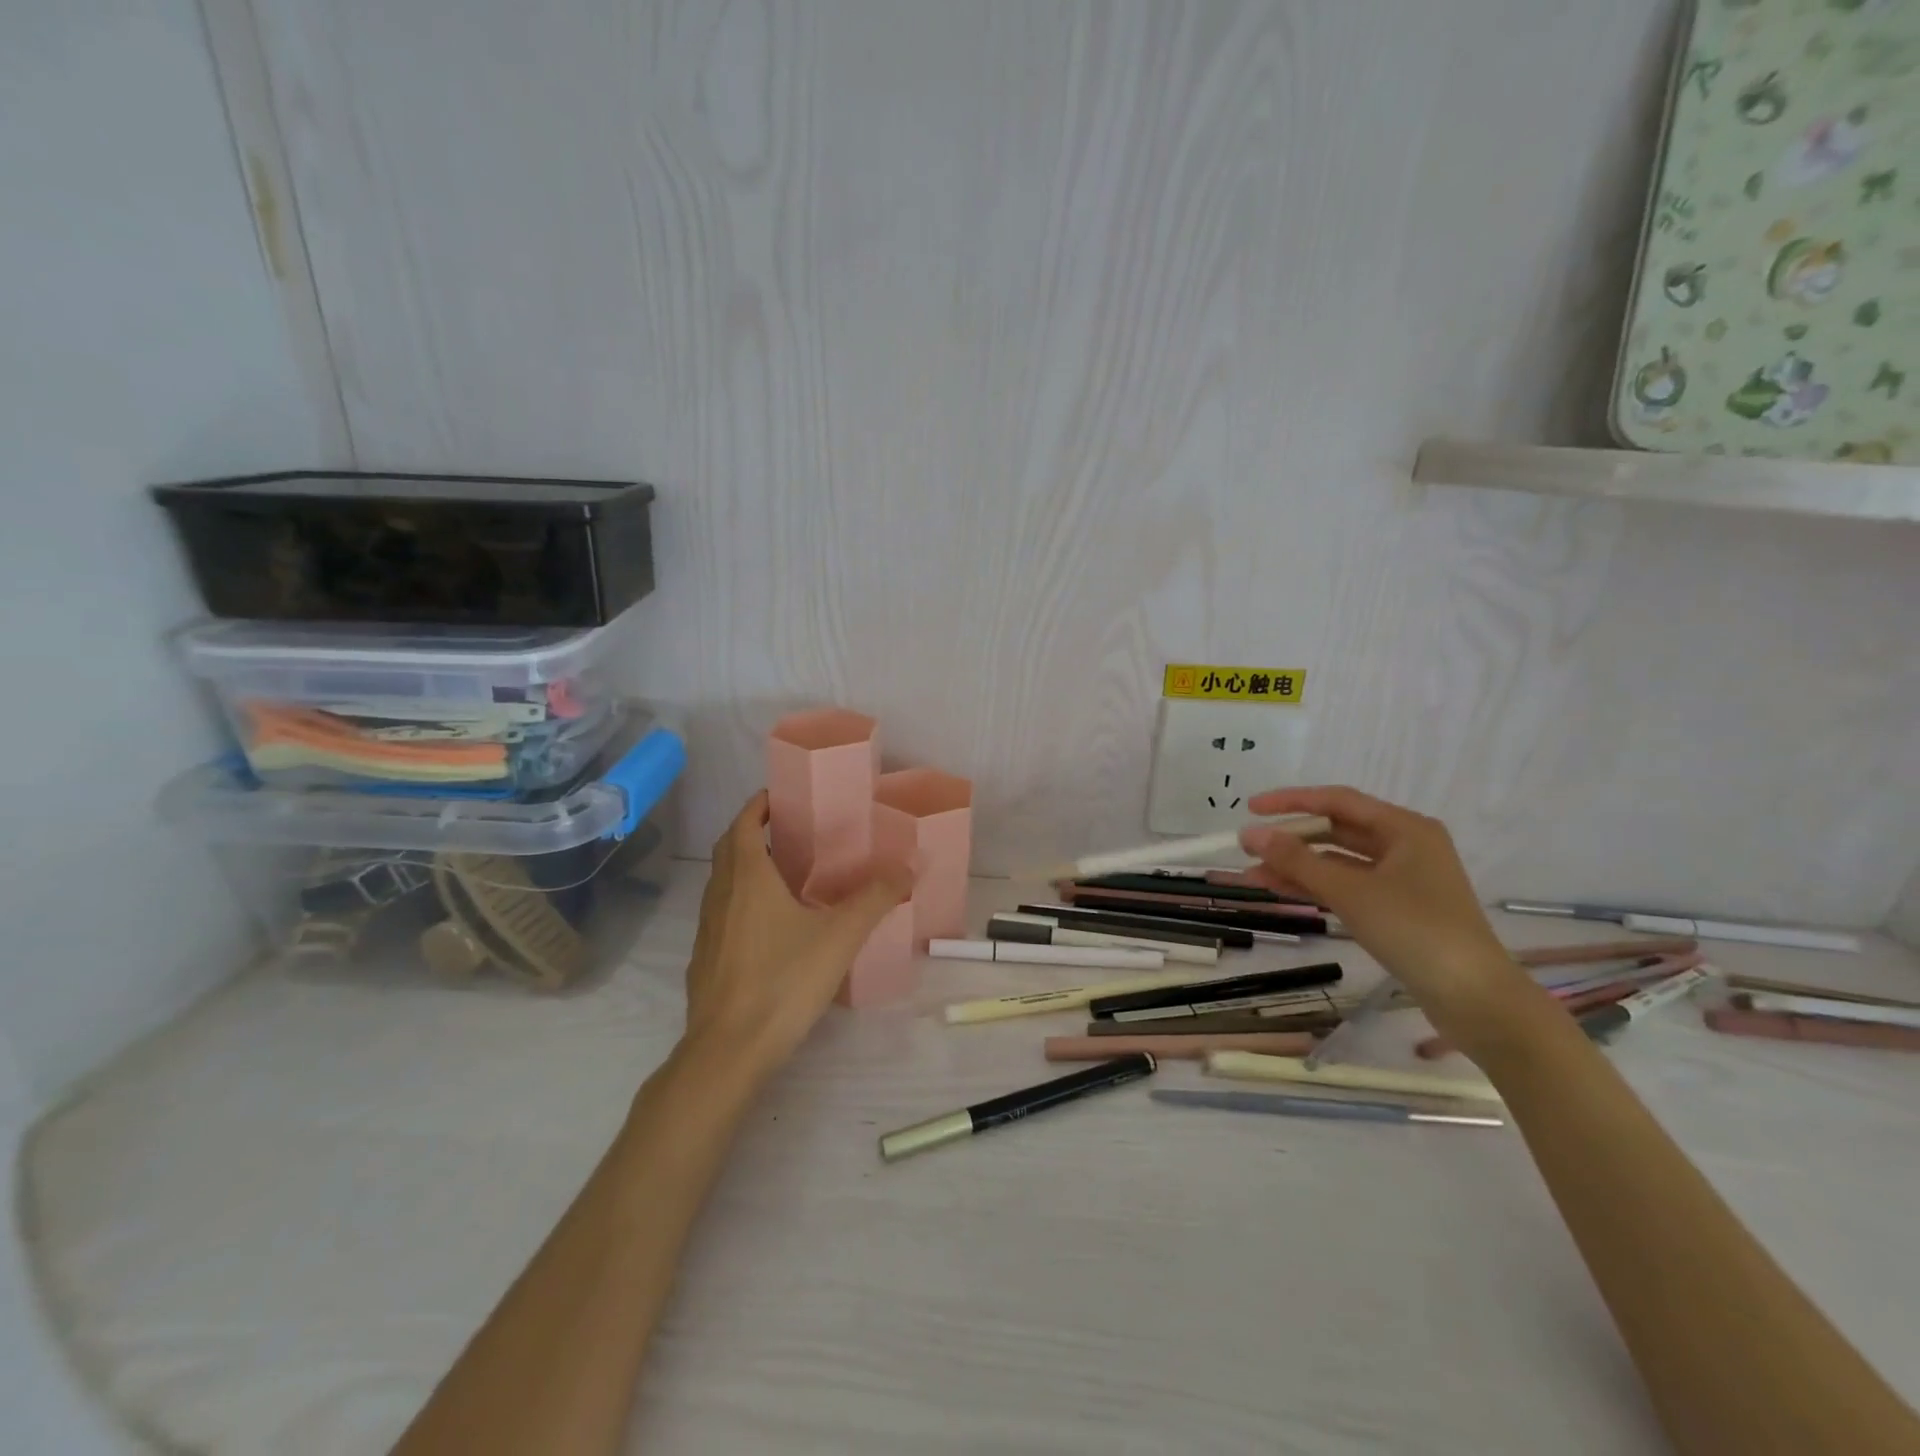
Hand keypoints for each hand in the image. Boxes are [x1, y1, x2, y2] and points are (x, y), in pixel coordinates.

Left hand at [681, 792, 911, 1078]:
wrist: (729, 1050)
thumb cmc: (783, 980)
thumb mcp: (840, 937)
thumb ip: (874, 899)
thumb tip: (906, 870)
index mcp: (747, 877)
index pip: (744, 823)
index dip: (759, 804)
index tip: (782, 796)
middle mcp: (720, 894)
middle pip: (730, 848)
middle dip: (755, 832)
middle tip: (792, 832)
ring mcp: (708, 928)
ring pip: (724, 882)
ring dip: (747, 867)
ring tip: (787, 875)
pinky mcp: (705, 958)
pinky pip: (723, 913)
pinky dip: (742, 902)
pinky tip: (771, 927)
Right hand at [1238, 786, 1525, 1032]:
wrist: (1475, 1000)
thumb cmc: (1416, 931)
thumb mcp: (1350, 892)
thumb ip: (1297, 861)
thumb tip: (1250, 834)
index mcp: (1405, 828)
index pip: (1337, 801)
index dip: (1290, 801)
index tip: (1251, 808)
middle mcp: (1406, 846)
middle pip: (1337, 831)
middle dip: (1291, 840)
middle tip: (1248, 848)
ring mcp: (1403, 879)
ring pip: (1339, 862)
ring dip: (1298, 867)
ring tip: (1253, 876)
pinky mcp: (1398, 909)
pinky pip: (1347, 886)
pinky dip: (1316, 887)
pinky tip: (1281, 892)